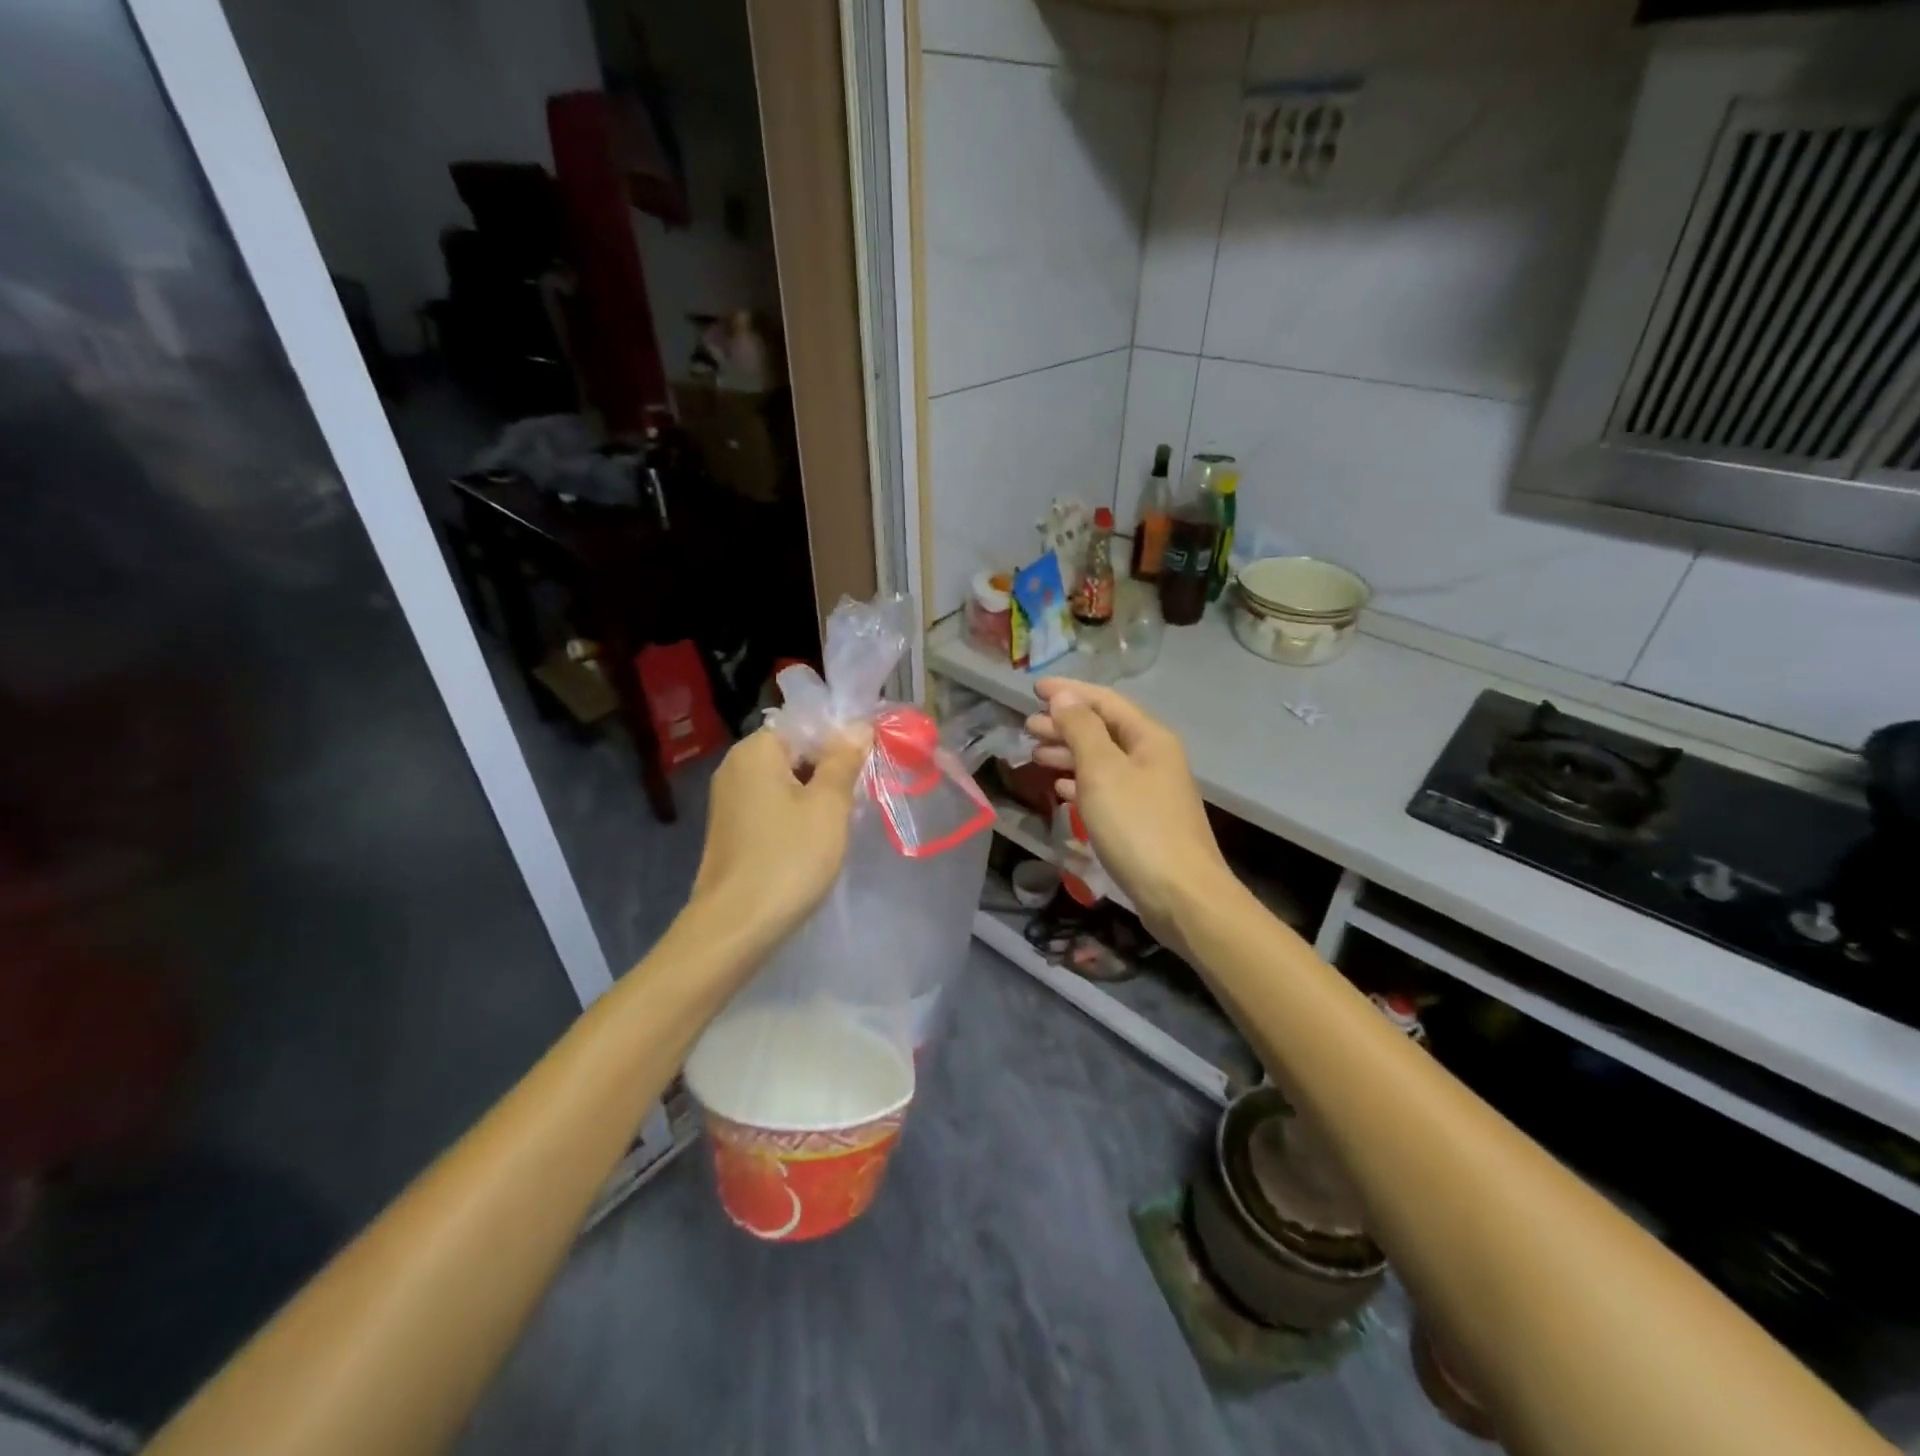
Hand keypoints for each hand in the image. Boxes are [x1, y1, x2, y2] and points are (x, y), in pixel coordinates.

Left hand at [689, 724, 870, 948]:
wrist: (735, 927)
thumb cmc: (788, 858)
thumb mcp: (828, 805)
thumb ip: (844, 760)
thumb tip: (858, 726)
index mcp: (756, 750)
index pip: (806, 724)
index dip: (841, 738)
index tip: (869, 762)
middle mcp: (736, 767)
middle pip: (795, 751)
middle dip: (830, 768)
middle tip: (861, 794)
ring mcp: (730, 801)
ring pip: (786, 781)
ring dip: (816, 794)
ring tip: (844, 818)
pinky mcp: (732, 830)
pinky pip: (773, 806)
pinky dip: (797, 814)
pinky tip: (816, 839)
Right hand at [1025, 680, 1230, 945]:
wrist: (1181, 894)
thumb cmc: (1137, 826)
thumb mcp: (1102, 770)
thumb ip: (1081, 729)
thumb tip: (1064, 696)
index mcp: (1149, 738)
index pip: (1105, 701)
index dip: (1068, 693)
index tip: (1033, 689)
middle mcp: (1153, 757)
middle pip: (1104, 730)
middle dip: (1065, 724)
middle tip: (1028, 726)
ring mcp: (1150, 790)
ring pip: (1103, 760)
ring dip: (1069, 754)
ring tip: (1036, 755)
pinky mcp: (1144, 820)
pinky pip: (1107, 788)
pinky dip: (1082, 783)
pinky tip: (1062, 788)